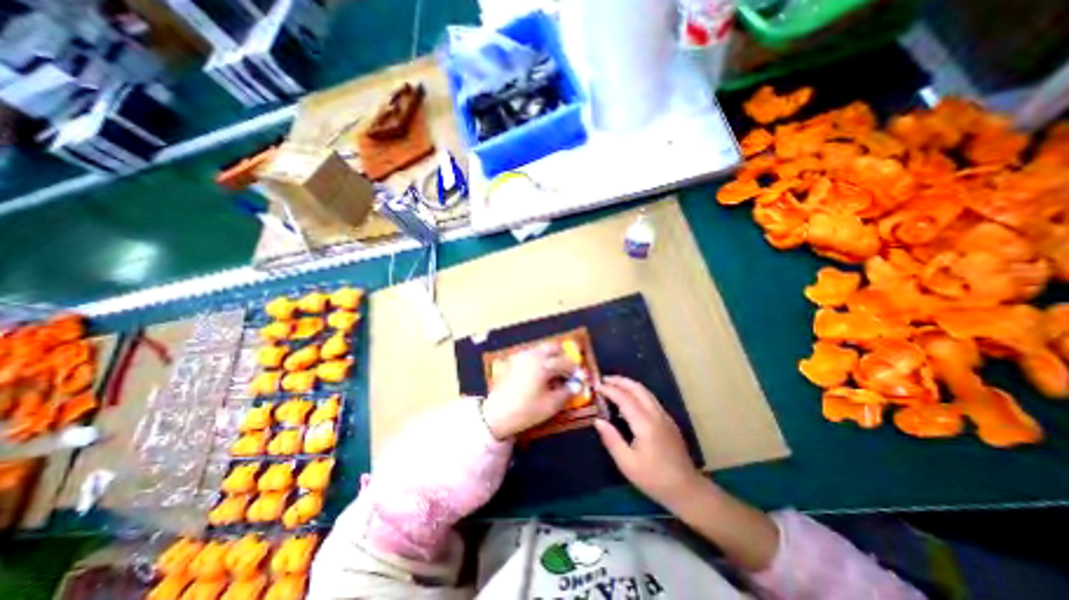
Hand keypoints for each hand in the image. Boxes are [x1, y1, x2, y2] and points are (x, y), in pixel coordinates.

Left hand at [484, 345, 576, 438]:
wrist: (496, 416)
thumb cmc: (526, 411)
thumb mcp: (551, 405)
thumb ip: (567, 392)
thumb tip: (576, 384)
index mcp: (543, 365)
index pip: (565, 362)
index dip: (575, 370)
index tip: (579, 377)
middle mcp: (532, 355)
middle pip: (553, 347)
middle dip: (563, 356)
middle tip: (567, 371)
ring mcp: (521, 356)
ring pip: (541, 349)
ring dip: (551, 357)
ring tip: (554, 374)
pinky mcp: (513, 361)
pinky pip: (531, 354)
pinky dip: (540, 360)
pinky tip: (540, 375)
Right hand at [598, 378, 708, 507]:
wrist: (686, 489)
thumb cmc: (654, 478)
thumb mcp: (627, 463)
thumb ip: (611, 439)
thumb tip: (598, 421)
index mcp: (645, 424)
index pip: (624, 398)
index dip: (610, 390)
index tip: (596, 387)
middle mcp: (656, 414)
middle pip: (637, 388)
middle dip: (620, 381)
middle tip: (603, 380)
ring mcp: (664, 416)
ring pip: (645, 391)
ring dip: (629, 384)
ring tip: (613, 385)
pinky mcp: (668, 420)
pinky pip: (650, 399)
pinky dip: (636, 392)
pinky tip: (628, 400)